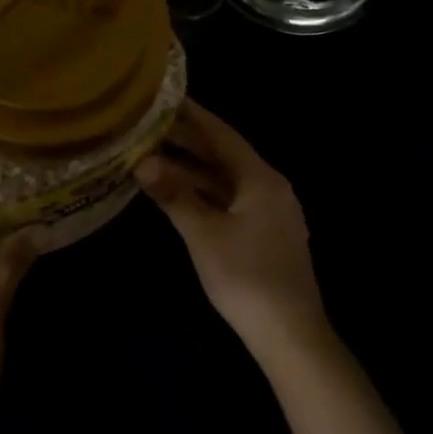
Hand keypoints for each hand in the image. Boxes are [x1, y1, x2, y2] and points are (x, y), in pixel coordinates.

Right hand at [136, 98, 331, 368]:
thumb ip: (173, 194)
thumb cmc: (246, 277)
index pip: (222, 134)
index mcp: (261, 179)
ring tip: (154, 155)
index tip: (165, 97)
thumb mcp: (203, 234)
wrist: (290, 336)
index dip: (193, 115)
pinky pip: (229, 198)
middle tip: (150, 124)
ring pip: (225, 178)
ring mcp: (270, 212)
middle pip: (224, 154)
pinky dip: (203, 191)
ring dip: (192, 168)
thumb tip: (142, 161)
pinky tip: (178, 192)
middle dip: (188, 141)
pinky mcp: (265, 234)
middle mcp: (269, 188)